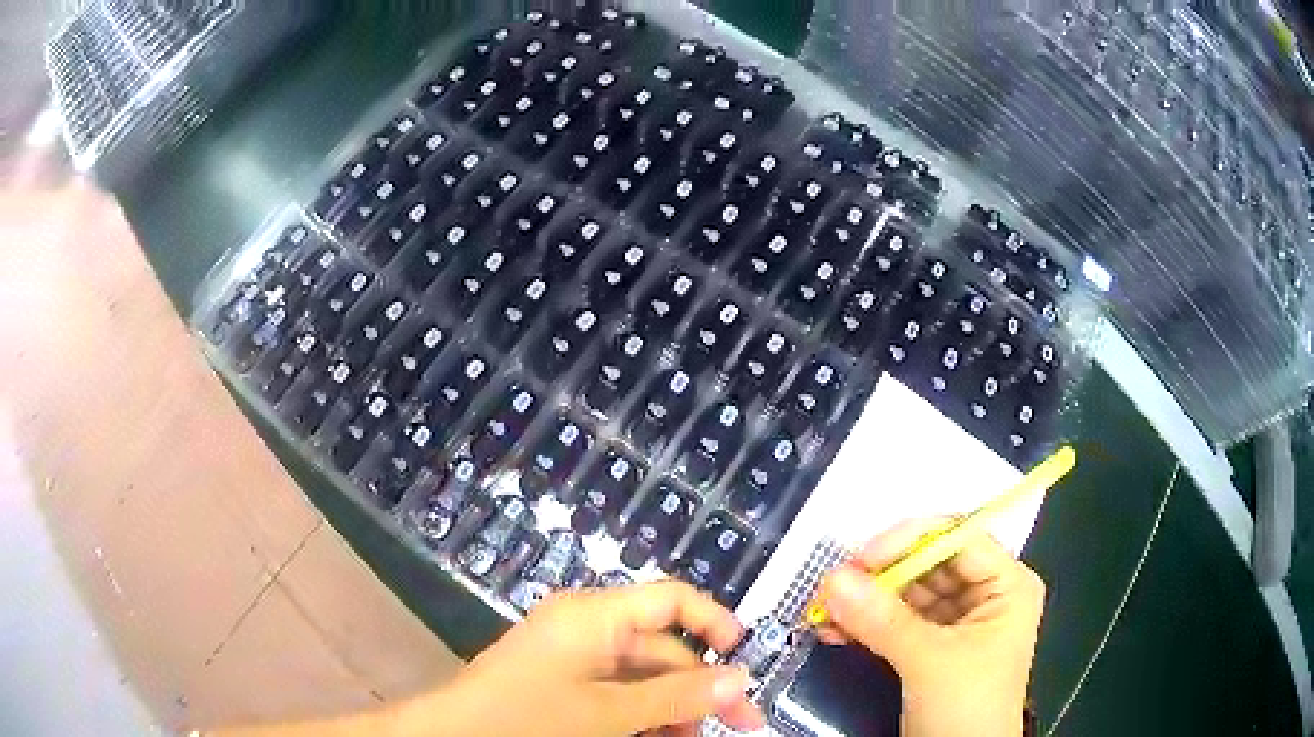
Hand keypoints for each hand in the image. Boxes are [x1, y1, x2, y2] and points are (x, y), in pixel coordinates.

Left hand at [430, 580, 763, 736]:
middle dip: (700, 687)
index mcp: (595, 615)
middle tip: (738, 725)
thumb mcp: (608, 714)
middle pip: (663, 648)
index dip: (715, 622)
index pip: (671, 599)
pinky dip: (643, 716)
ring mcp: (574, 657)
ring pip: (643, 678)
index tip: (745, 659)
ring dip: (673, 708)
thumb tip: (742, 678)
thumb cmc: (528, 718)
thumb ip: (676, 697)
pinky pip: (618, 693)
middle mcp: (587, 627)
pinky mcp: (564, 682)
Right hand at [814, 520, 1045, 736]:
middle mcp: (983, 595)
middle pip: (927, 565)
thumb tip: (834, 579)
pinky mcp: (928, 647)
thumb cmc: (968, 709)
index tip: (861, 558)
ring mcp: (955, 622)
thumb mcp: (930, 662)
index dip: (910, 541)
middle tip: (833, 585)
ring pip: (905, 594)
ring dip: (864, 602)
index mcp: (1006, 585)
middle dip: (879, 576)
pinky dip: (864, 624)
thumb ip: (883, 620)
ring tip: (824, 611)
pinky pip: (893, 622)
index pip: (958, 538)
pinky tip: (833, 631)